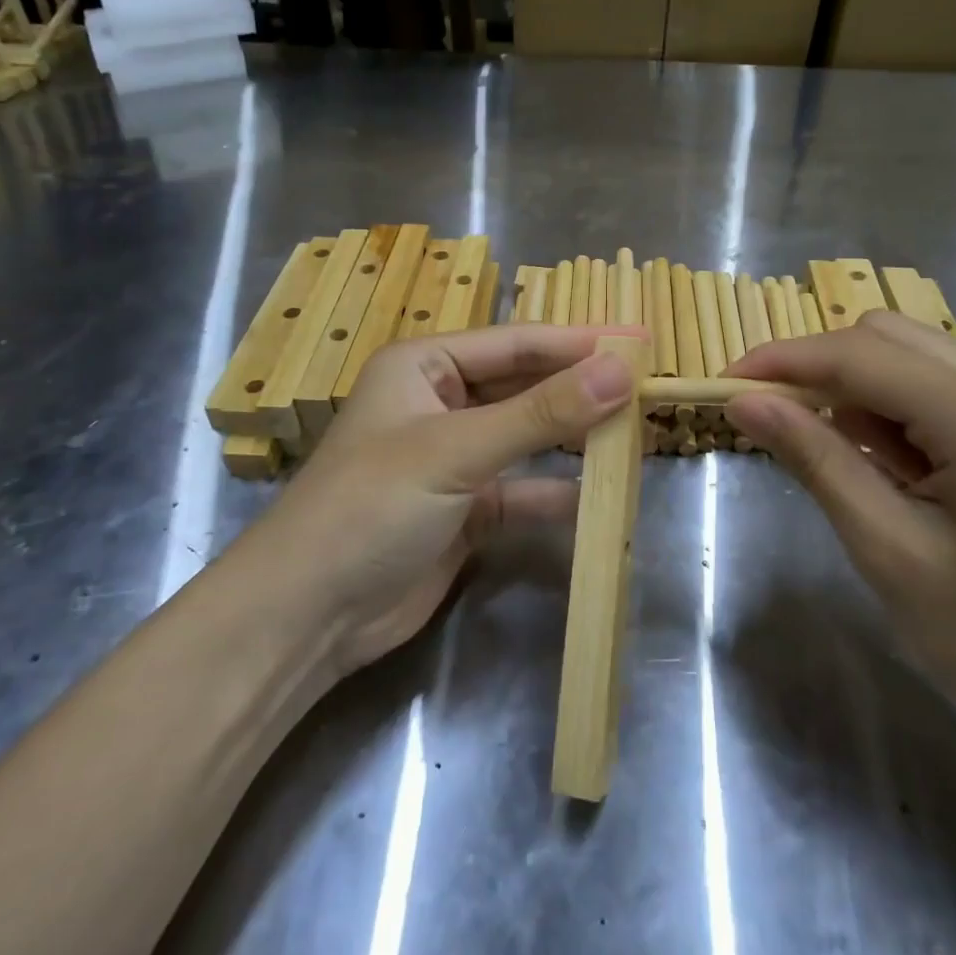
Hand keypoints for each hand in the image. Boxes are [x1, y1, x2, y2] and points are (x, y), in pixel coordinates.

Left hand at [259, 325, 642, 673]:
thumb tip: (619, 371)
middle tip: (645, 386)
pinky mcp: (463, 510)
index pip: (516, 343)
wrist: (309, 613)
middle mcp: (438, 404)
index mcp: (423, 366)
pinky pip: (519, 490)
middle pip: (523, 386)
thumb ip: (541, 412)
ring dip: (572, 437)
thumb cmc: (373, 505)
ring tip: (633, 432)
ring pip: (525, 437)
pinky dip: (553, 493)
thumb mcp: (457, 450)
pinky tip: (595, 495)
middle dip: (579, 388)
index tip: (639, 341)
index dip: (579, 342)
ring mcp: (452, 459)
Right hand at [724, 310, 955, 768]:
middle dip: (818, 370)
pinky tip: (888, 467)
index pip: (860, 357)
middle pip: (887, 338)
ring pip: (911, 357)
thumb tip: (745, 402)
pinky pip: (939, 388)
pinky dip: (893, 411)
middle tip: (773, 426)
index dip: (782, 362)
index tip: (722, 384)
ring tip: (840, 463)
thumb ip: (817, 460)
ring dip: (855, 393)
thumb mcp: (890, 553)